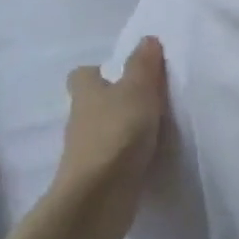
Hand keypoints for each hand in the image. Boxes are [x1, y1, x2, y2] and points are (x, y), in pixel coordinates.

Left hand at [51, 37, 167, 238]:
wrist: (98, 198)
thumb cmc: (116, 134)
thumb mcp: (138, 90)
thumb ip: (144, 65)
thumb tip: (147, 39)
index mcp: (86, 94)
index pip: (83, 75)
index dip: (100, 72)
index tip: (124, 74)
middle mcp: (81, 120)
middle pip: (95, 103)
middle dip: (116, 100)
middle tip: (150, 99)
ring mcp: (87, 151)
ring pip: (105, 131)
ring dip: (124, 129)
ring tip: (157, 128)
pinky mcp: (98, 177)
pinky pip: (115, 158)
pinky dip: (129, 155)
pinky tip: (151, 156)